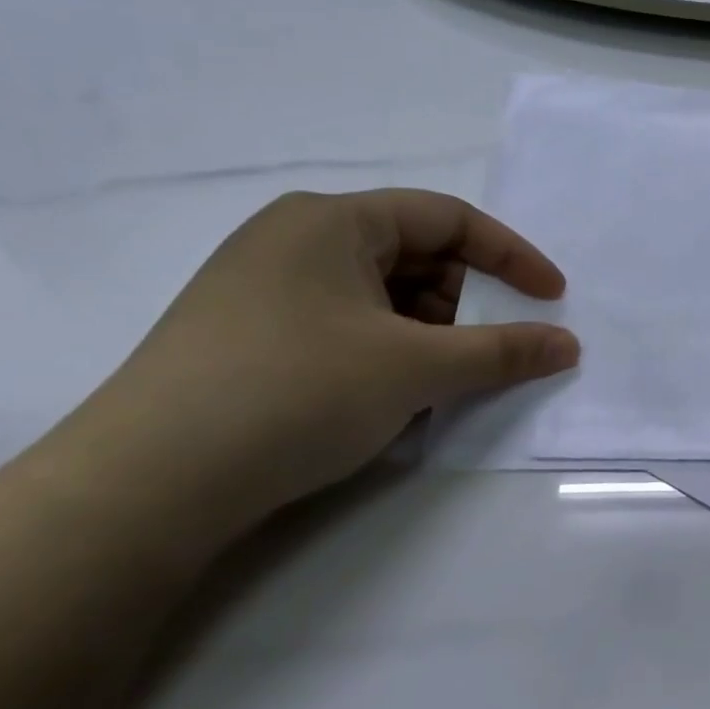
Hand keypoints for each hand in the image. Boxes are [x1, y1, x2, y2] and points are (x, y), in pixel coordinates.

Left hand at [73, 190, 577, 531]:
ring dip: (425, 335)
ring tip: (431, 387)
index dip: (512, 256)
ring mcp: (264, 288)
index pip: (448, 218)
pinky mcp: (248, 335)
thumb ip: (504, 351)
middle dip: (463, 304)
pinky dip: (384, 354)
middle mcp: (295, 239)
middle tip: (481, 353)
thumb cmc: (295, 392)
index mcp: (332, 220)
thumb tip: (569, 346)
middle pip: (415, 256)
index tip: (552, 297)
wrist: (139, 490)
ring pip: (381, 296)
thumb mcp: (416, 368)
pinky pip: (345, 326)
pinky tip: (385, 401)